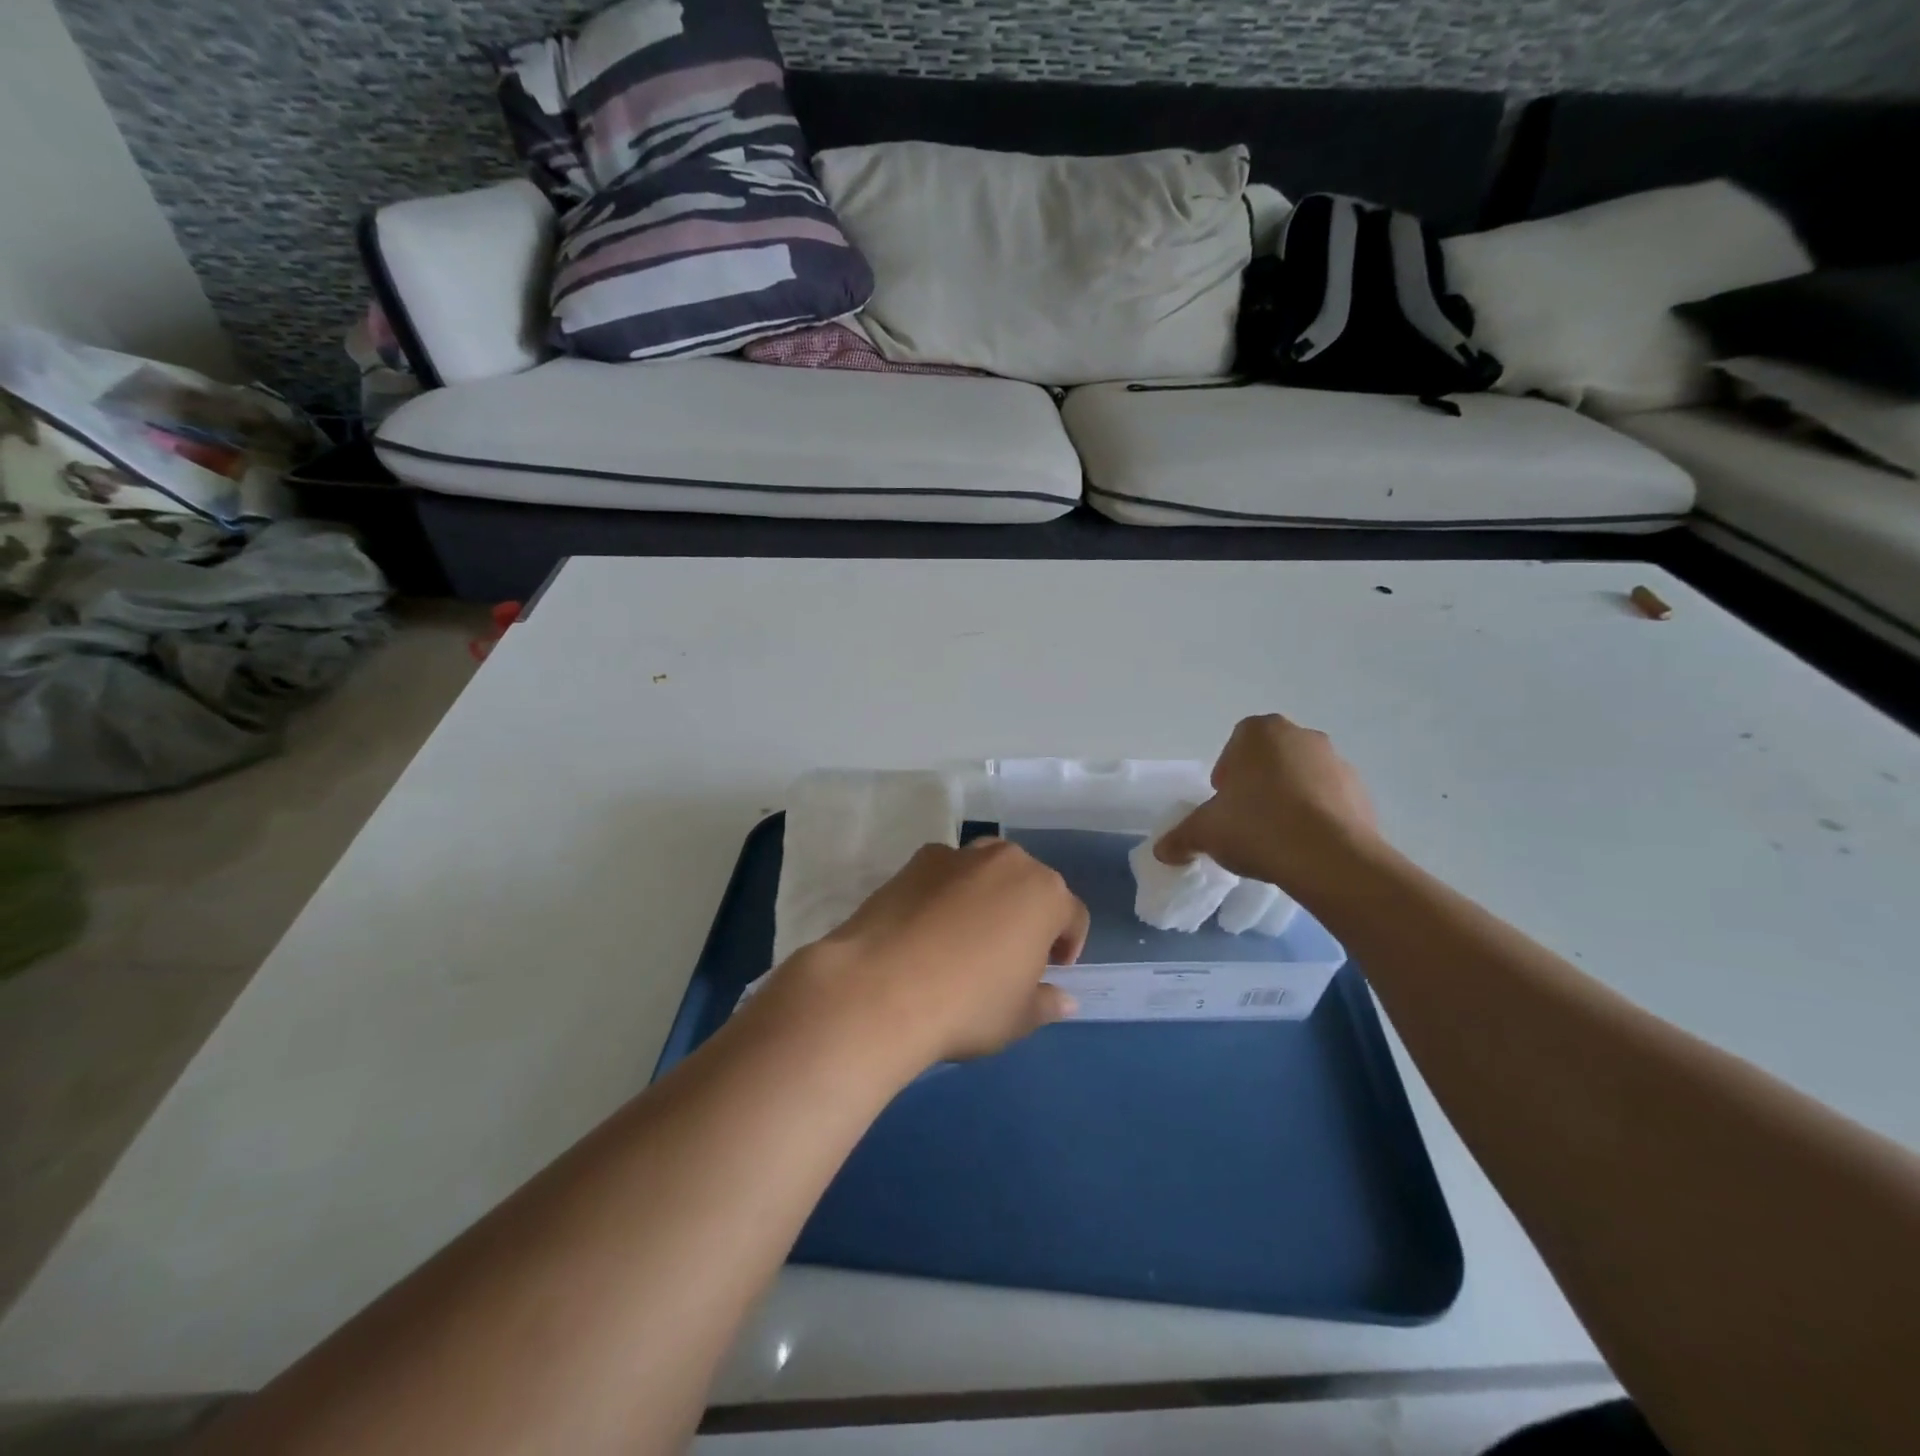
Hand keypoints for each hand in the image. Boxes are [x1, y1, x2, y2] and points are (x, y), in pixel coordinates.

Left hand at [777, 839, 1088, 1069]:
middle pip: (1029, 884)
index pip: (1072, 915)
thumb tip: (1064, 999)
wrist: (881, 988)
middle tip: (1010, 953)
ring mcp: (959, 856)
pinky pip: (945, 874)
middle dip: (1027, 914)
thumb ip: (1046, 1003)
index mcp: (1045, 894)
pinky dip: (945, 893)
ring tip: (966, 935)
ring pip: (986, 871)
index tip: (1051, 970)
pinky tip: (927, 928)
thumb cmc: (967, 1005)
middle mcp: (1007, 861)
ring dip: (987, 896)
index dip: (1068, 945)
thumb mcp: (1018, 1018)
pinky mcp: (916, 860)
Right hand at [1156, 715, 1380, 896]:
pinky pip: (1329, 801)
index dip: (1227, 776)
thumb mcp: (1205, 833)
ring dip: (1289, 800)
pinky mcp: (1362, 792)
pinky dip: (1316, 817)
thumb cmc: (1256, 826)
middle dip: (1258, 785)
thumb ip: (1181, 836)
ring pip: (1302, 778)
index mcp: (1259, 732)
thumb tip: (1163, 850)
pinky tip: (1305, 846)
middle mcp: (1301, 736)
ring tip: (1278, 838)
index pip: (1235, 746)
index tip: (1224, 805)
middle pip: (1270, 759)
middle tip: (1247, 820)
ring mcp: (1337, 762)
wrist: (1329, 858)